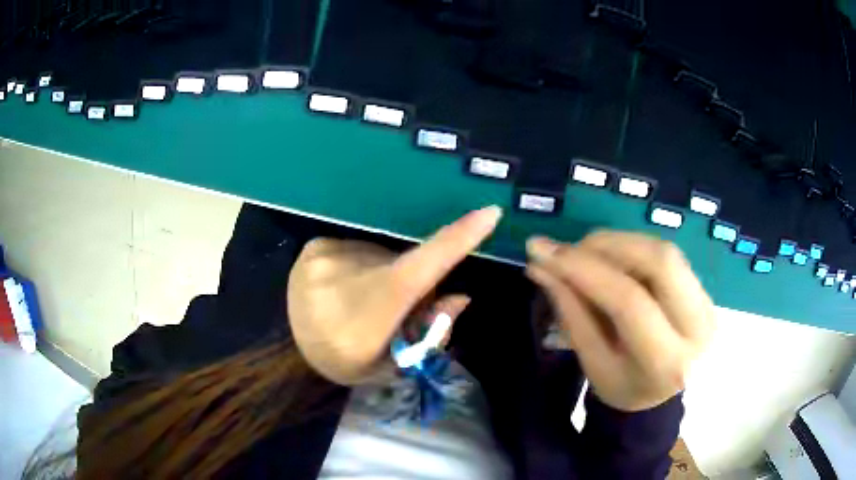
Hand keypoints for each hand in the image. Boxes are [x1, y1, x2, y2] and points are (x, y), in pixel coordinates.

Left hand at [287, 206, 502, 384]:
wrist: (289, 351)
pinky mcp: (314, 246)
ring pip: (379, 257)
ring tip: (357, 302)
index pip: (424, 267)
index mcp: (372, 312)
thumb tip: (460, 296)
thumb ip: (430, 332)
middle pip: (405, 266)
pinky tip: (339, 289)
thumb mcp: (391, 363)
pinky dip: (358, 267)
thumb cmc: (345, 361)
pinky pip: (356, 250)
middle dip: (410, 283)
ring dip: (381, 274)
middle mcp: (350, 275)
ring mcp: (328, 256)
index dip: (459, 238)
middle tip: (390, 310)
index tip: (490, 213)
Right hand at [525, 231, 714, 411]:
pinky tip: (612, 258)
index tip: (542, 251)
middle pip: (658, 260)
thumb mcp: (593, 362)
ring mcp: (707, 304)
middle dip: (608, 245)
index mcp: (666, 361)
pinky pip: (667, 255)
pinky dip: (633, 249)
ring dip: (619, 243)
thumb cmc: (623, 386)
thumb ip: (571, 312)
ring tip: (586, 254)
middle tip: (570, 249)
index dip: (584, 269)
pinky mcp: (705, 290)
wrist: (663, 394)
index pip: (629, 302)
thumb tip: (541, 264)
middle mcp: (698, 327)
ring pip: (664, 250)